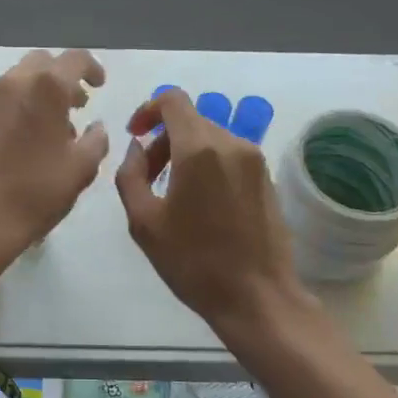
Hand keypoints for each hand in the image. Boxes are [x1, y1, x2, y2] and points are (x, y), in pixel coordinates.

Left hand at [0, 50, 109, 256]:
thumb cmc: (38, 191)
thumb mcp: (81, 168)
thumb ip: (96, 140)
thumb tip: (96, 127)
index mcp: (46, 87)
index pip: (75, 59)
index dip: (93, 68)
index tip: (100, 86)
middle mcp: (15, 83)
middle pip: (43, 62)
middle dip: (64, 76)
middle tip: (78, 102)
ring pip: (20, 78)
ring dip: (41, 90)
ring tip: (56, 123)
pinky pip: (4, 98)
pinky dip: (22, 104)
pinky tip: (30, 136)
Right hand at [115, 89, 312, 350]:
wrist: (257, 298)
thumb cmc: (193, 262)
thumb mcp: (143, 222)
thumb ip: (130, 175)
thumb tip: (137, 148)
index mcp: (199, 149)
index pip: (173, 100)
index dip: (147, 109)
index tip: (135, 136)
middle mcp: (231, 144)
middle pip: (190, 119)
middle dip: (163, 139)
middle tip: (148, 177)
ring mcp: (254, 160)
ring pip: (210, 137)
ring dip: (185, 152)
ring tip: (172, 193)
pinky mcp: (267, 177)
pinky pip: (229, 155)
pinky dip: (208, 164)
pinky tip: (201, 203)